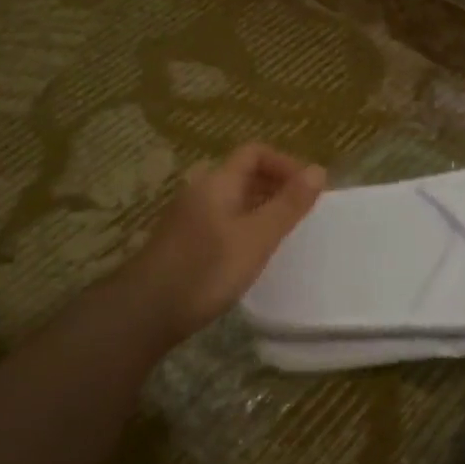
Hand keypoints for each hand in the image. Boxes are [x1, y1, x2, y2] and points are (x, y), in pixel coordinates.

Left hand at [125, 143, 325, 343]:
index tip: (310, 189)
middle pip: (243, 174)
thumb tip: (318, 170)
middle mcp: (200, 191)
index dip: (286, 163)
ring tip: (284, 233)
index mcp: (217, 182)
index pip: (255, 153)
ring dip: (261, 207)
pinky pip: (222, 220)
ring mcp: (188, 217)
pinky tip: (253, 254)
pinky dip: (244, 226)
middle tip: (303, 212)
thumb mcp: (257, 237)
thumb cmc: (207, 269)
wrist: (146, 311)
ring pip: (232, 199)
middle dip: (276, 185)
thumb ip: (288, 205)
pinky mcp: (184, 242)